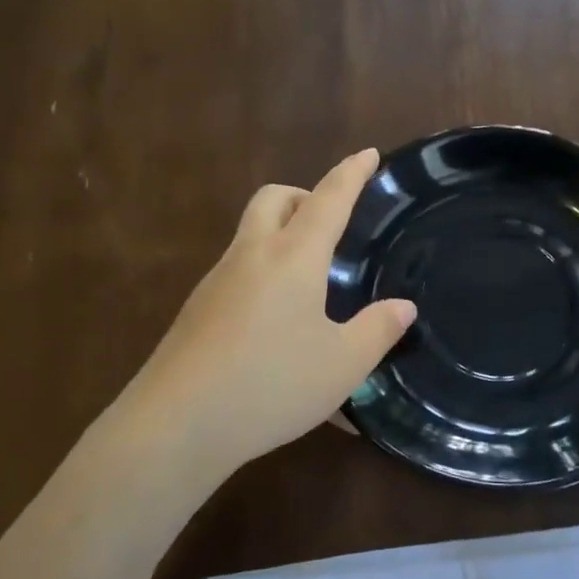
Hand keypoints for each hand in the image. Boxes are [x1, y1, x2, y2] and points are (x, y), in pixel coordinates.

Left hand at [123, 148, 416, 471]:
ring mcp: (217, 281)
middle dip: (305, 196)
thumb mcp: (342, 365)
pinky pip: (238, 271)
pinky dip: (264, 273)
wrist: (176, 424)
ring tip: (311, 282)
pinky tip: (277, 324)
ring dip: (282, 234)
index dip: (352, 174)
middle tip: (332, 225)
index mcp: (292, 258)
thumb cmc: (271, 385)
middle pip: (274, 198)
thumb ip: (377, 331)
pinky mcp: (197, 310)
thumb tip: (402, 307)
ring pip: (252, 234)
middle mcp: (251, 256)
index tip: (368, 153)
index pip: (328, 199)